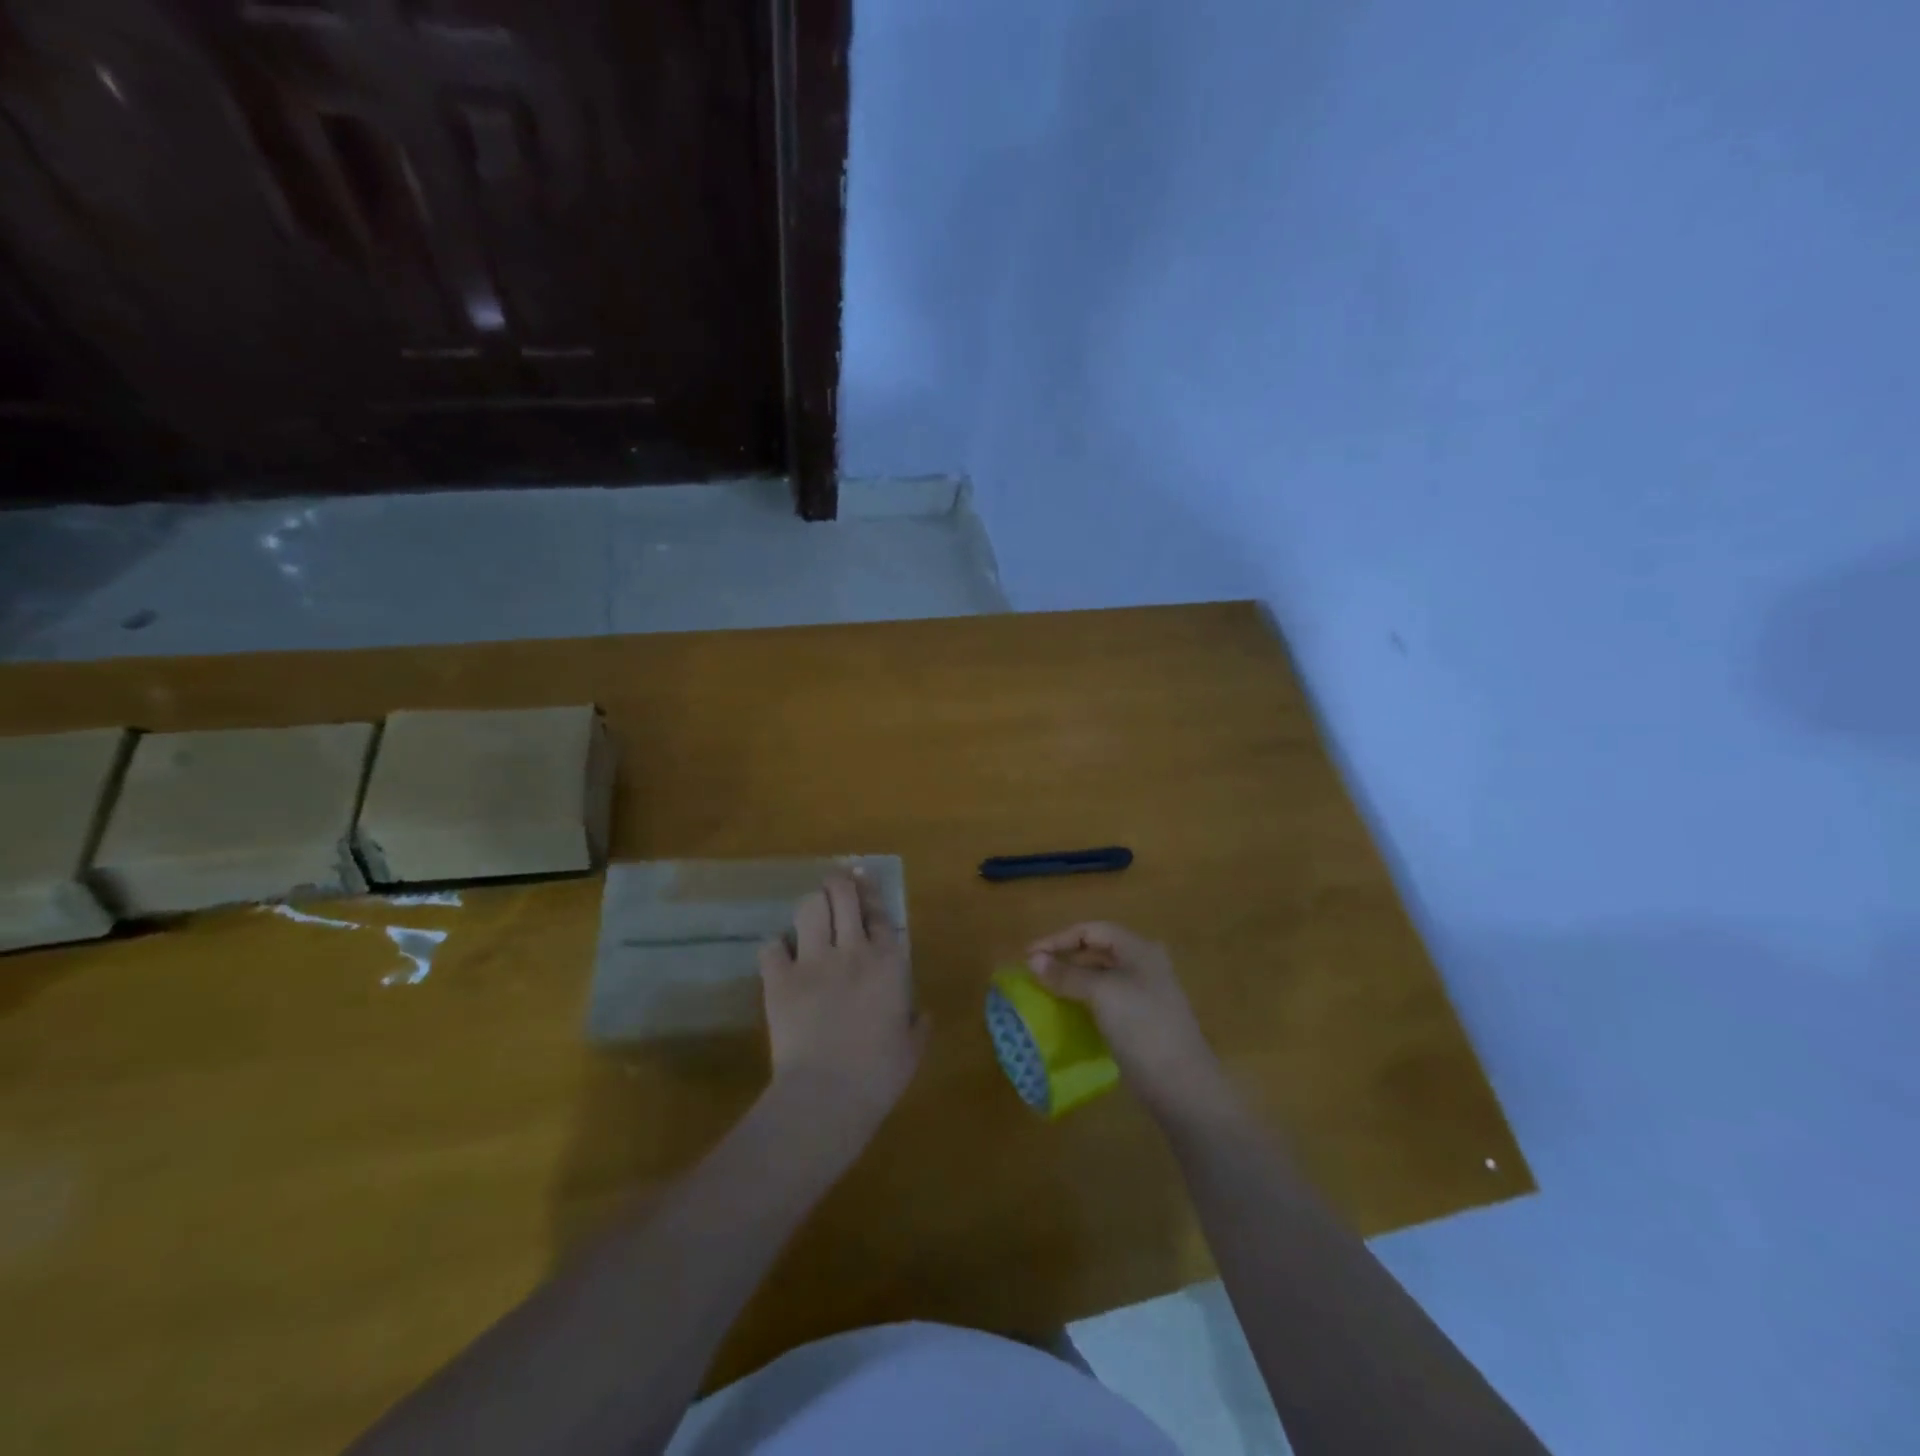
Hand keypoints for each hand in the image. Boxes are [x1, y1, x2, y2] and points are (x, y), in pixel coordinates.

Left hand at [759, 870, 927, 1136]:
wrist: (826, 1096)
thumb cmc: (878, 1076)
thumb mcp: (912, 1050)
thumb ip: (918, 1025)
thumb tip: (921, 1014)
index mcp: (889, 963)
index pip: (880, 912)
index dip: (872, 894)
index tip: (865, 884)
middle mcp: (853, 950)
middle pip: (843, 894)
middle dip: (839, 884)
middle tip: (836, 886)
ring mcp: (813, 960)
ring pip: (809, 907)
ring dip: (811, 907)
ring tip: (811, 916)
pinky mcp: (779, 978)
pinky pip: (771, 946)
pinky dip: (776, 949)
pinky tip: (780, 959)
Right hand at [1028, 922, 1224, 1117]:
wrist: (1183, 1086)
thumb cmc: (1142, 1027)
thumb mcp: (1102, 994)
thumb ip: (1067, 975)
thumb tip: (1033, 960)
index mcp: (1139, 949)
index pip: (1092, 930)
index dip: (1058, 939)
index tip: (1028, 955)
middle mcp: (1144, 965)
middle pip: (1097, 951)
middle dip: (1064, 958)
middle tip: (1033, 972)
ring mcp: (1145, 994)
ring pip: (1101, 977)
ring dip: (1072, 980)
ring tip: (1044, 991)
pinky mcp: (1142, 1021)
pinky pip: (1106, 1000)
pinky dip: (1084, 1001)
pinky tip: (1068, 1013)